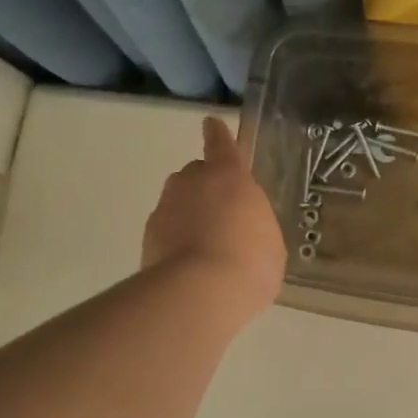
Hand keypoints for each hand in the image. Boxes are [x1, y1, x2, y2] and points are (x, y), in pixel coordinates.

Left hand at [143, 117, 286, 319]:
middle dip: (206, 188)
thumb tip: (242, 229)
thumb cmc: (250, 262)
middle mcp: (192, 183)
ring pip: (177, 202)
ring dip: (189, 215)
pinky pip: (166, 230)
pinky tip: (190, 266)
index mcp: (229, 176)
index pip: (221, 144)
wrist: (200, 294)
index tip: (210, 124)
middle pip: (195, 174)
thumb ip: (254, 224)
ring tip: (205, 246)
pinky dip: (175, 241)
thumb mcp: (270, 242)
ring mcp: (165, 208)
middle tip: (222, 216)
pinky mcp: (148, 237)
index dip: (217, 135)